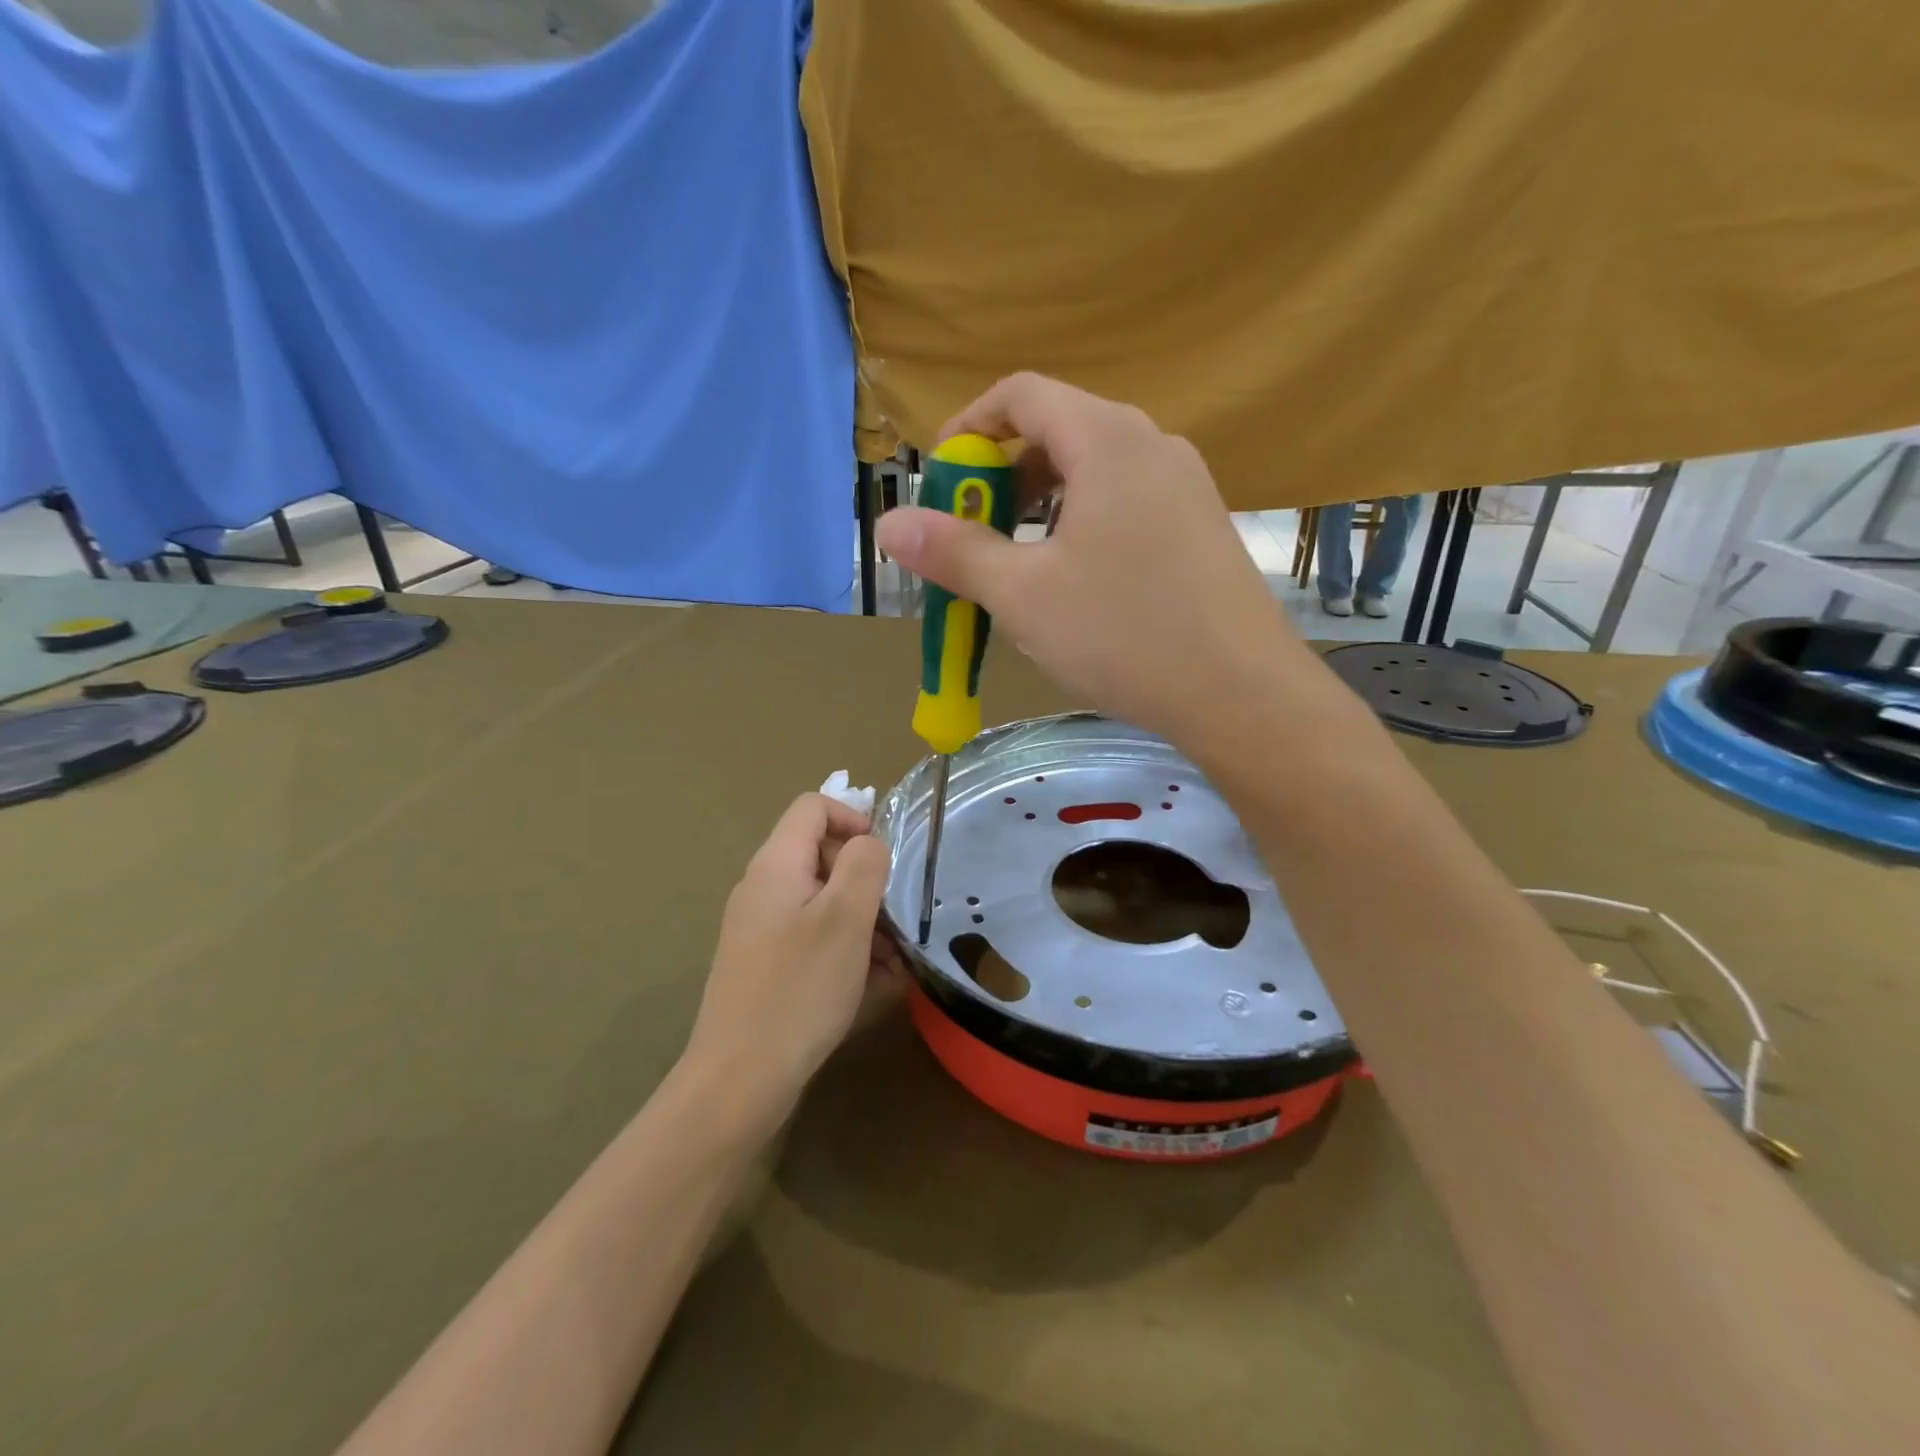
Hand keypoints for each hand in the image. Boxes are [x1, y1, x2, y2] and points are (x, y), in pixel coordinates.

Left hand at [682, 794, 894, 1125]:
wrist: (739, 1080)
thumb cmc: (799, 989)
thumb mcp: (845, 917)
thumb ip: (864, 863)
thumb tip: (868, 843)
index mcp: (776, 865)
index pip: (814, 806)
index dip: (854, 818)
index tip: (885, 860)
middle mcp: (763, 889)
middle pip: (822, 856)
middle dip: (866, 881)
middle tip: (895, 921)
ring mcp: (762, 930)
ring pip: (824, 903)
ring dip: (864, 923)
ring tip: (893, 964)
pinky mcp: (767, 965)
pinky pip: (814, 940)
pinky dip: (846, 951)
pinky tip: (872, 987)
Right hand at [875, 374, 1305, 751]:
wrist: (1242, 694)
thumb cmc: (1124, 633)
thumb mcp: (1023, 594)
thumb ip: (954, 552)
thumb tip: (888, 524)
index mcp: (1106, 438)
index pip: (1021, 395)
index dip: (968, 429)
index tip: (939, 481)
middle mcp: (1151, 444)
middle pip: (1057, 430)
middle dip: (1001, 476)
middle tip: (971, 533)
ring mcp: (1184, 485)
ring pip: (1092, 472)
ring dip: (1040, 506)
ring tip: (1016, 563)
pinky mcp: (1200, 526)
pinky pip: (1125, 503)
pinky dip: (1081, 524)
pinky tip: (1074, 582)